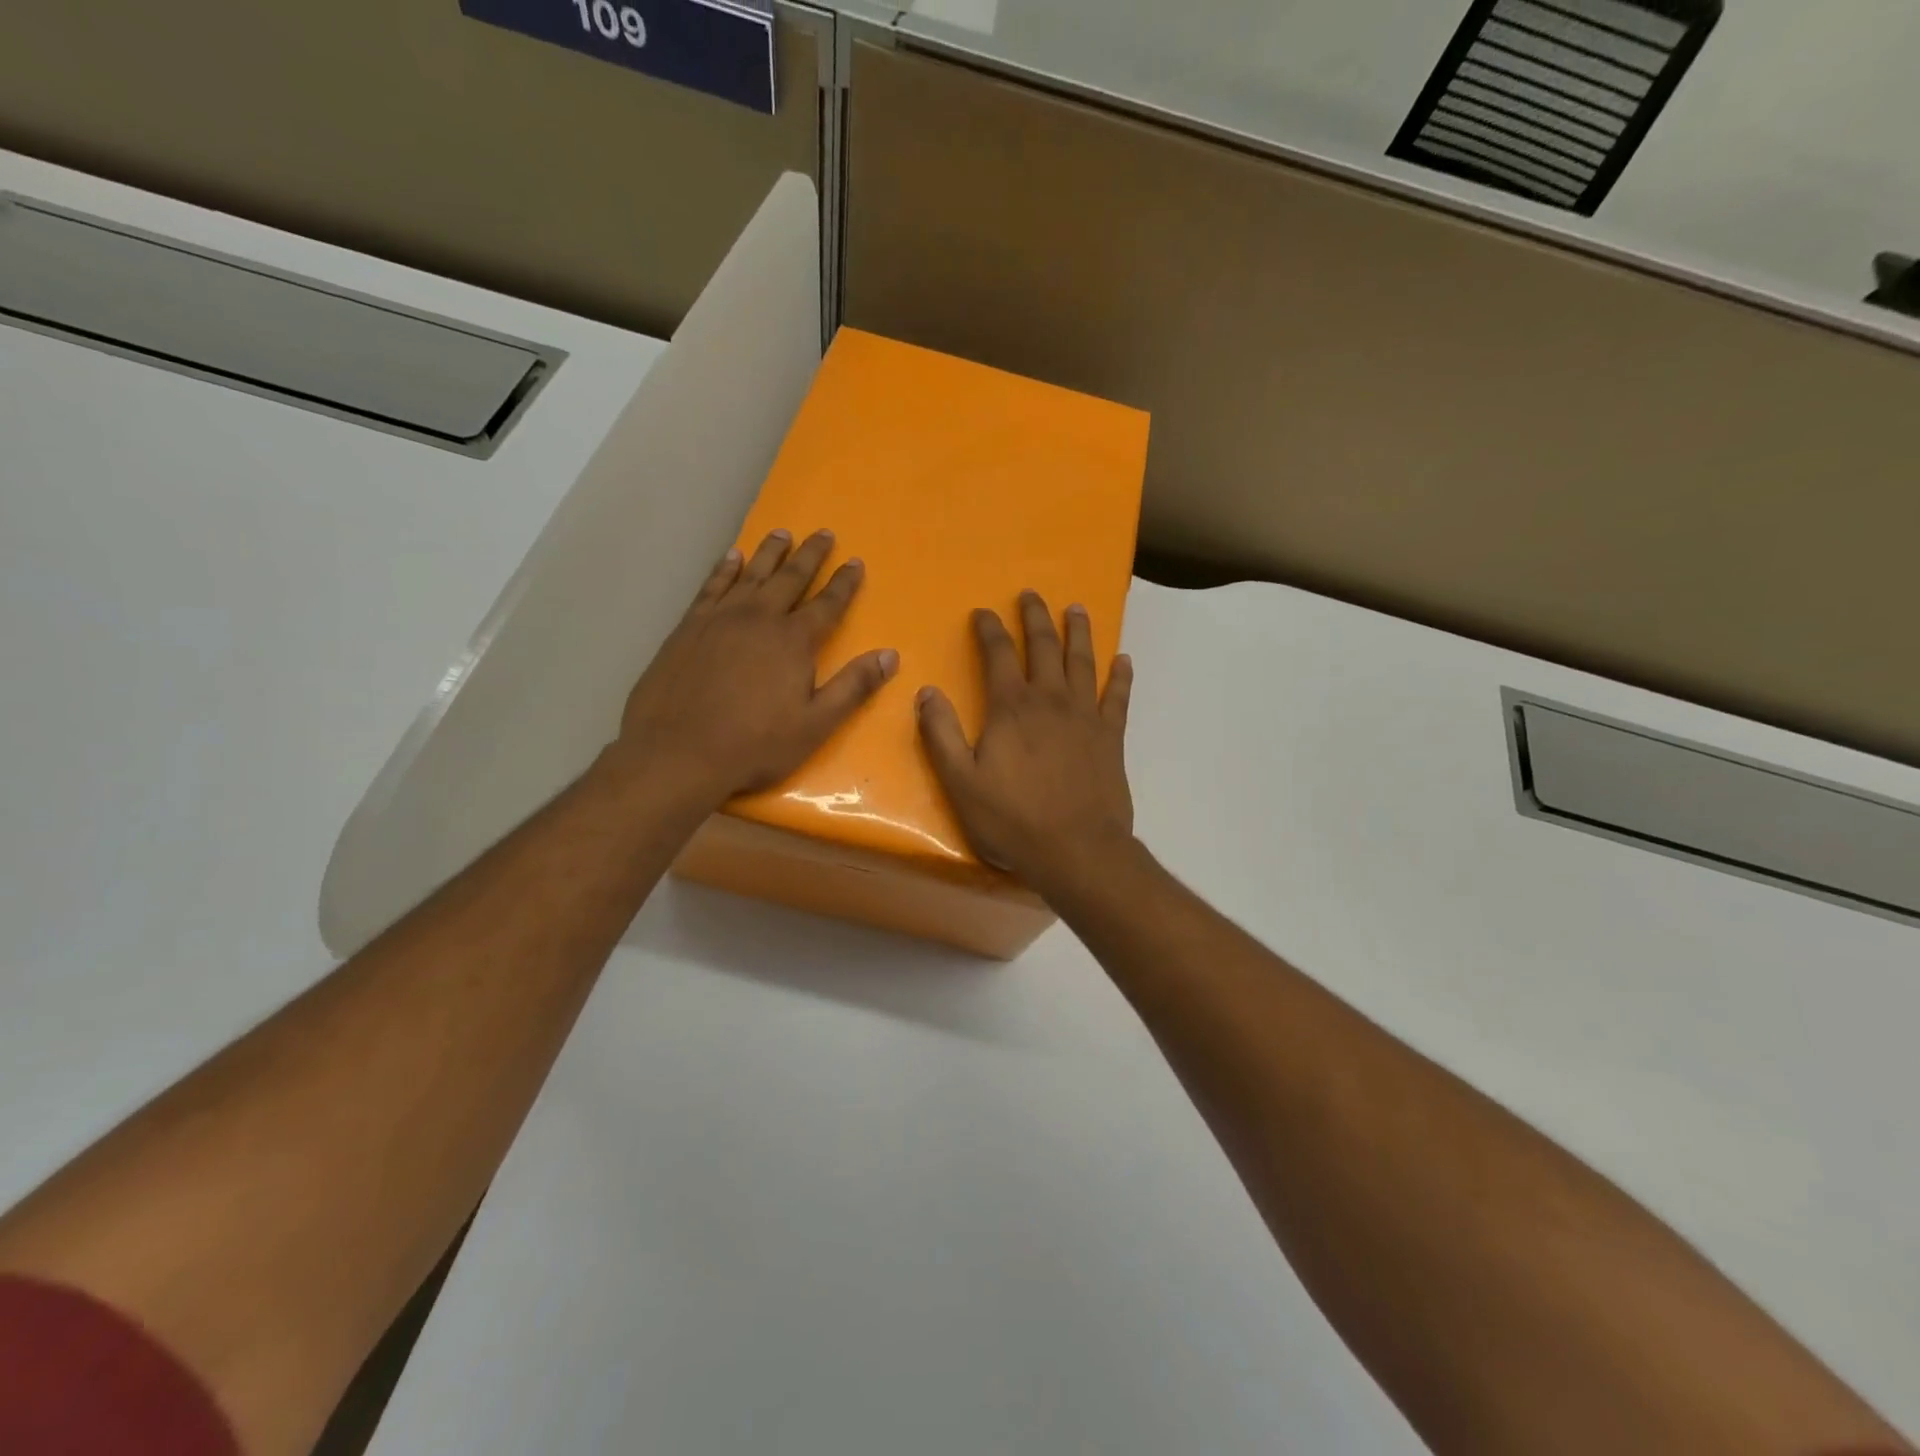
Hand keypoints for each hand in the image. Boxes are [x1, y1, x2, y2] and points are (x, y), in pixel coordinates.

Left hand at [615, 529, 897, 804]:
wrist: (677, 752)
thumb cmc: (754, 745)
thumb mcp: (816, 724)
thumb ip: (853, 687)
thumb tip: (890, 655)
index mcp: (794, 641)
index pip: (827, 603)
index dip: (844, 583)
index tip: (855, 562)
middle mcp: (760, 618)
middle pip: (791, 578)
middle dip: (810, 555)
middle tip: (823, 533)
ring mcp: (720, 618)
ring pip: (752, 574)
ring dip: (770, 552)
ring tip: (782, 533)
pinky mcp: (689, 626)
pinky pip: (712, 585)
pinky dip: (725, 569)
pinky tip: (732, 557)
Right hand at [916, 590, 1135, 890]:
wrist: (1077, 850)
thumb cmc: (1012, 819)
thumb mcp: (960, 782)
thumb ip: (940, 734)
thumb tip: (926, 691)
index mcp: (1011, 708)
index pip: (998, 654)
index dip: (989, 629)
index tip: (983, 612)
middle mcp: (1050, 700)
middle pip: (1043, 646)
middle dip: (1035, 617)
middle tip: (1031, 594)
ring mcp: (1086, 715)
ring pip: (1083, 661)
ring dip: (1078, 632)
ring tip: (1076, 609)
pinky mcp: (1112, 736)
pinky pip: (1119, 697)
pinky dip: (1121, 676)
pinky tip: (1123, 660)